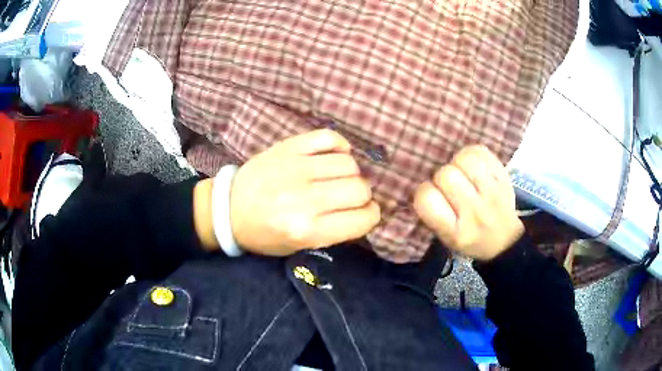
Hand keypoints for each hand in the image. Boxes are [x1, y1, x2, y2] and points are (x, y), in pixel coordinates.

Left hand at [229, 129, 380, 255]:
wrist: (228, 210)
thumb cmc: (263, 234)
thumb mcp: (298, 246)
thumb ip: (333, 232)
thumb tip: (362, 210)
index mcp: (306, 230)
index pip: (360, 219)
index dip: (371, 216)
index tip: (366, 213)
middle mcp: (304, 200)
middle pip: (359, 189)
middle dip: (363, 196)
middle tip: (350, 198)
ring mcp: (295, 169)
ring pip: (348, 164)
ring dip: (351, 173)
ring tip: (338, 178)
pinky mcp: (288, 148)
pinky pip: (328, 138)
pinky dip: (340, 145)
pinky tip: (336, 155)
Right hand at [413, 145, 523, 260]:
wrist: (504, 239)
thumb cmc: (469, 237)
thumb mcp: (445, 237)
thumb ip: (431, 212)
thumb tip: (421, 179)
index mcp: (455, 232)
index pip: (427, 199)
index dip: (424, 191)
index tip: (430, 195)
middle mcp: (476, 213)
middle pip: (446, 175)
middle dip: (441, 176)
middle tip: (447, 185)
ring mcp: (493, 193)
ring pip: (465, 159)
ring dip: (457, 162)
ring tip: (460, 172)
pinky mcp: (504, 178)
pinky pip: (481, 152)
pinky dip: (472, 154)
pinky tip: (472, 165)